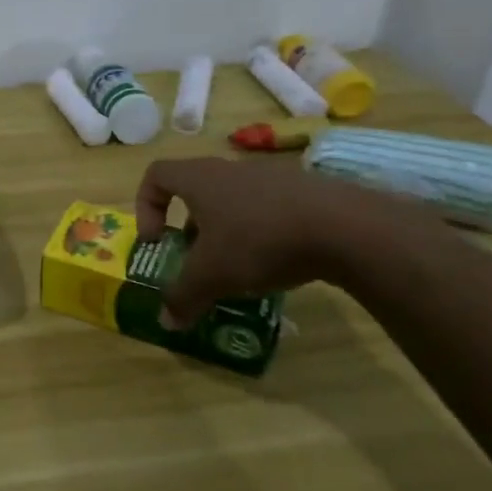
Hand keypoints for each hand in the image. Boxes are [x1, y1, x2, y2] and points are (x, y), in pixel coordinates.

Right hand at [134, 156, 425, 323]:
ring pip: (232, 200)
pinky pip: (267, 208)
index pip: (156, 175)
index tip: (156, 240)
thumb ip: (183, 296)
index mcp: (199, 179)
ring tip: (239, 267)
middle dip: (189, 227)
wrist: (345, 227)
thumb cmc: (260, 241)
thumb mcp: (213, 276)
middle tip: (197, 259)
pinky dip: (261, 232)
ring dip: (225, 231)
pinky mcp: (304, 190)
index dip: (145, 206)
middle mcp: (229, 169)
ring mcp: (270, 176)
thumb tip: (166, 321)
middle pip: (195, 190)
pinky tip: (278, 262)